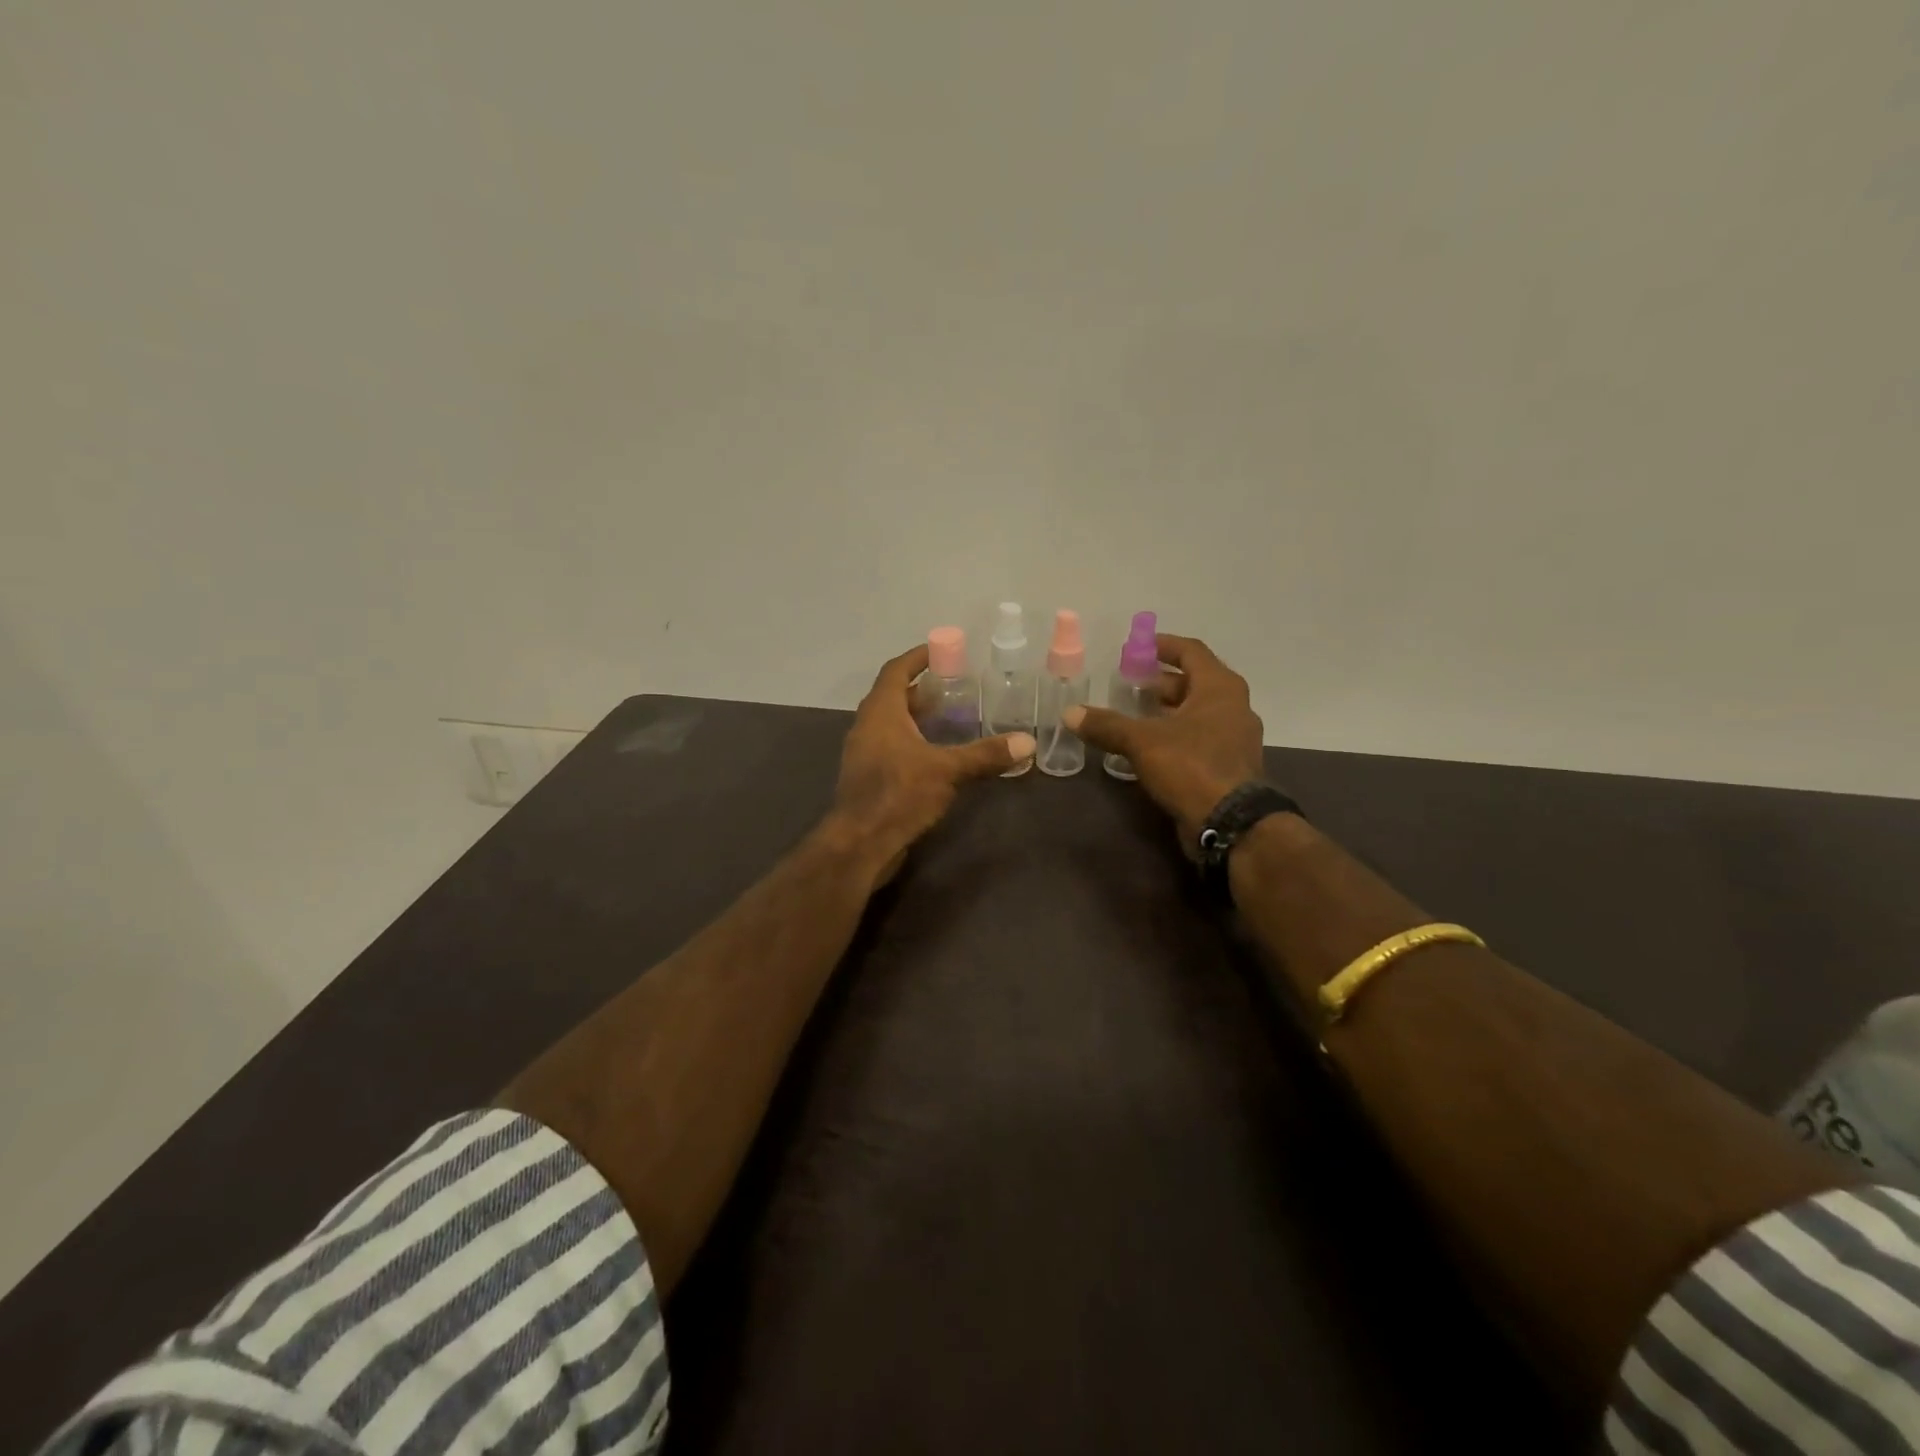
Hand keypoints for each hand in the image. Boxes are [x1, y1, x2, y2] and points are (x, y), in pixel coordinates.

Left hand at [827, 643, 1036, 883]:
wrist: (859, 843)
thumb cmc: (898, 794)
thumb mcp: (947, 771)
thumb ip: (985, 755)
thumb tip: (1027, 742)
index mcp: (880, 712)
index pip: (895, 671)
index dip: (916, 658)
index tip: (940, 650)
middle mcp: (867, 727)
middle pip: (892, 696)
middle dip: (921, 690)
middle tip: (954, 687)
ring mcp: (864, 754)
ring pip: (891, 724)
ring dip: (916, 717)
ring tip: (951, 719)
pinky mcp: (868, 778)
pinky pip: (890, 748)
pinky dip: (912, 742)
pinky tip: (936, 756)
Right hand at [1064, 633, 1264, 848]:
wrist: (1231, 823)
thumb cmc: (1191, 766)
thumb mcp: (1142, 742)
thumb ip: (1106, 725)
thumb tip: (1070, 713)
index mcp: (1220, 688)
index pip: (1191, 652)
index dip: (1163, 646)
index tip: (1138, 647)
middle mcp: (1233, 706)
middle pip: (1194, 682)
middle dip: (1161, 682)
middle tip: (1129, 684)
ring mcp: (1234, 738)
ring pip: (1196, 712)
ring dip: (1167, 711)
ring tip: (1134, 715)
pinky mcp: (1229, 765)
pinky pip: (1199, 738)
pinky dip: (1175, 735)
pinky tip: (1149, 747)